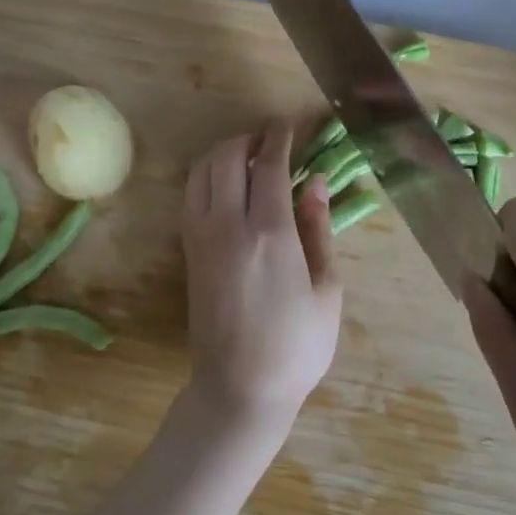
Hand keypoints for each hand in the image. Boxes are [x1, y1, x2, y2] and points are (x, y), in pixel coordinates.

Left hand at [180, 121, 342, 430]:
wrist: (239, 389)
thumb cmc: (296, 345)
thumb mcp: (326, 289)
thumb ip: (319, 229)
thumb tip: (315, 182)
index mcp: (270, 232)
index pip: (269, 165)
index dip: (278, 138)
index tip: (287, 124)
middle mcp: (228, 225)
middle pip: (228, 159)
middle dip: (248, 139)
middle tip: (269, 140)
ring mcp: (201, 237)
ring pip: (202, 173)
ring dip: (222, 153)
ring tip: (246, 156)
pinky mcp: (189, 252)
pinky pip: (191, 196)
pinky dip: (205, 176)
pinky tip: (224, 185)